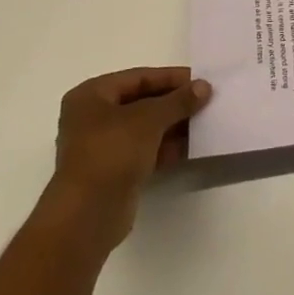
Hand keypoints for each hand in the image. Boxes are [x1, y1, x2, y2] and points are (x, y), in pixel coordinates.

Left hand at [43, 67, 210, 251]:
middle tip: (206, 101)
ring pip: (145, 128)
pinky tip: (192, 146)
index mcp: (91, 95)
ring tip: (205, 122)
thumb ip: (178, 101)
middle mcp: (93, 118)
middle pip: (141, 102)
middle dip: (173, 103)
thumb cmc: (111, 152)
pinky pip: (145, 151)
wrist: (87, 216)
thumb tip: (204, 86)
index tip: (200, 80)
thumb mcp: (149, 118)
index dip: (171, 78)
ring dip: (173, 125)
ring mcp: (102, 147)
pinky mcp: (113, 172)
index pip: (138, 78)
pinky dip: (166, 147)